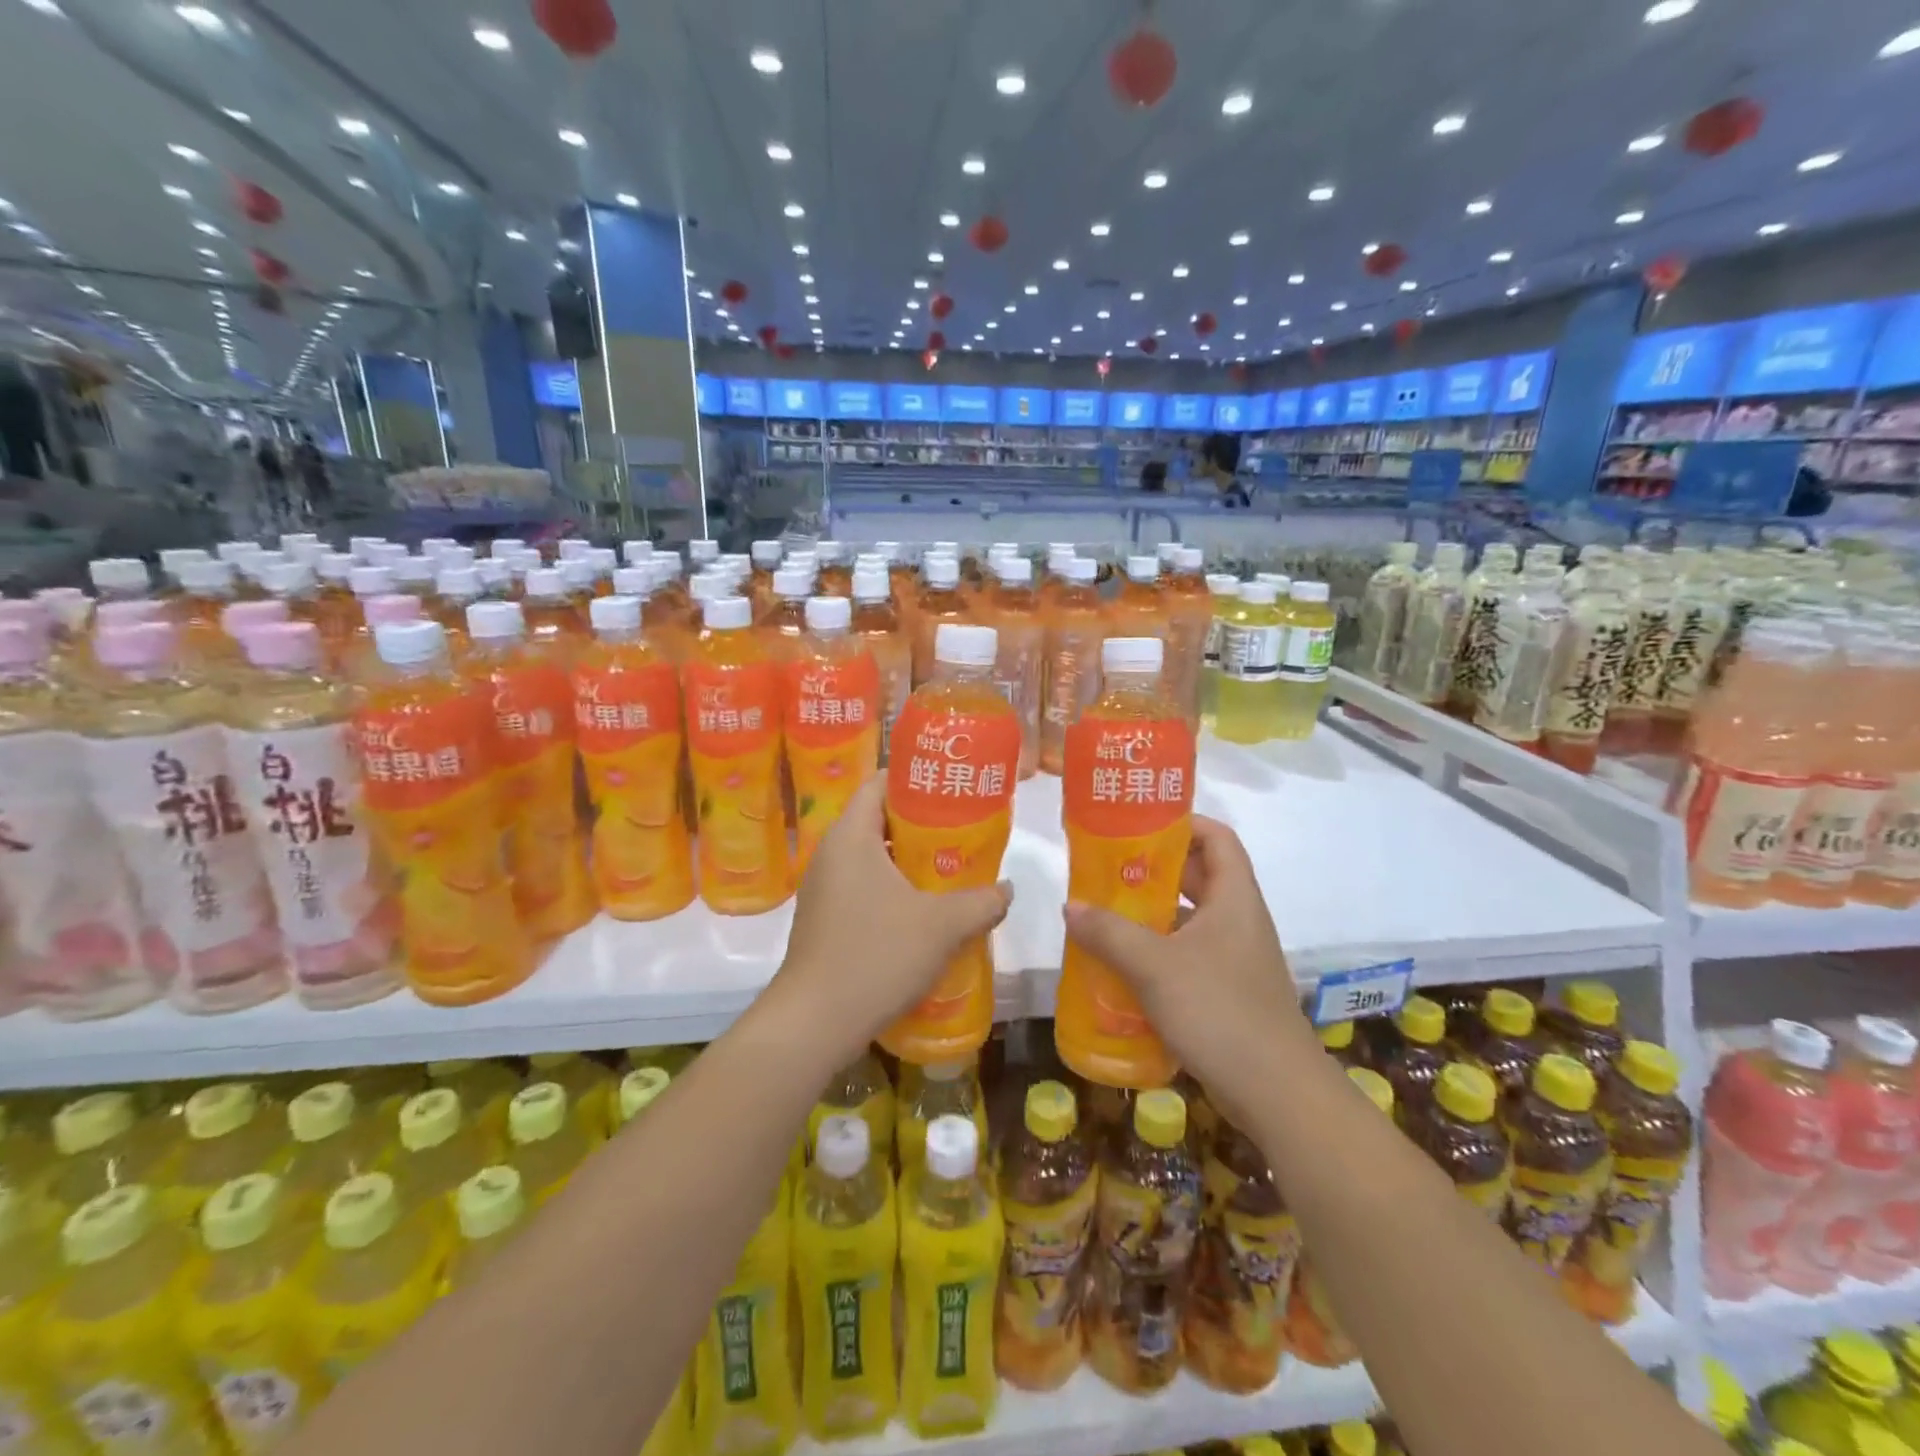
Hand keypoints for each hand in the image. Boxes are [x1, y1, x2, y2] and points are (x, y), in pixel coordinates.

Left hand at [771, 775, 1012, 1066]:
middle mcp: (831, 853)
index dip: (916, 779)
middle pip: (879, 819)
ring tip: (950, 871)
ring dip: (910, 861)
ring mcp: (824, 888)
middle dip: (922, 824)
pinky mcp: (824, 919)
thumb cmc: (877, 956)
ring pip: (873, 857)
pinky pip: (863, 886)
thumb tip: (1006, 890)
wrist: (814, 1023)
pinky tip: (923, 913)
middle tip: (962, 833)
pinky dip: (893, 889)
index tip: (952, 790)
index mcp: (851, 836)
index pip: (880, 782)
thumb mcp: (942, 926)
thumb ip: (981, 901)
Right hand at [1062, 815, 1316, 1125]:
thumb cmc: (1219, 1011)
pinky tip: (1123, 968)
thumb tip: (1070, 906)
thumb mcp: (1155, 966)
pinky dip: (1158, 954)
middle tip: (1108, 871)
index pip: (1217, 838)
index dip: (1183, 823)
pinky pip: (1189, 958)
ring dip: (1152, 917)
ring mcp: (1237, 960)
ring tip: (1105, 916)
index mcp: (1234, 898)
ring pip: (1191, 921)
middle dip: (1154, 871)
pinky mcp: (1229, 994)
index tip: (1139, 826)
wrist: (1277, 1093)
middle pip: (1199, 877)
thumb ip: (1109, 932)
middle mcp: (1239, 921)